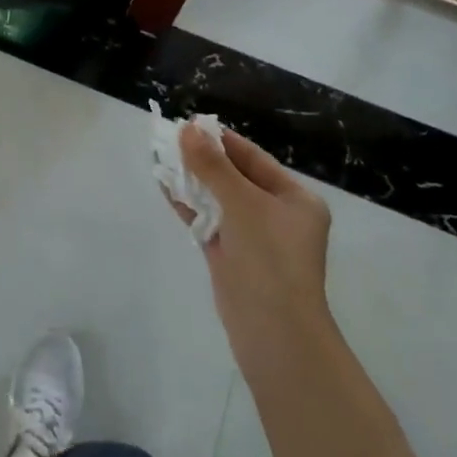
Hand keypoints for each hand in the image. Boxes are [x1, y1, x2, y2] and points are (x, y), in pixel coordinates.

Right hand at [171, 125, 334, 366]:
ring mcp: (254, 238)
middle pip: (235, 177)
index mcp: (295, 199)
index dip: (221, 140)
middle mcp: (277, 215)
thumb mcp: (242, 204)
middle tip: (170, 137)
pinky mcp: (232, 257)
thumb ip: (212, 166)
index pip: (254, 159)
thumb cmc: (269, 259)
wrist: (273, 334)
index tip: (190, 123)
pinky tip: (165, 187)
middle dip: (203, 159)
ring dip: (193, 180)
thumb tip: (187, 129)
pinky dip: (190, 205)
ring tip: (161, 156)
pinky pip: (209, 222)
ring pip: (219, 199)